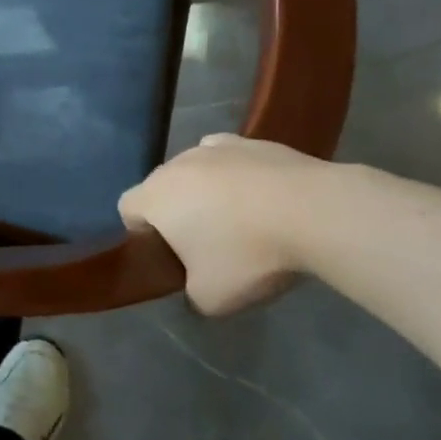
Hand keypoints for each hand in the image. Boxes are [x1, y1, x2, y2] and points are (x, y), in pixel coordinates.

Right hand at [119, 134, 322, 316]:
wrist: (314, 212)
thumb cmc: (248, 254)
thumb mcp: (211, 298)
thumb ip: (190, 293)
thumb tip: (196, 285)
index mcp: (155, 197)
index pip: (126, 208)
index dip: (140, 233)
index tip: (168, 255)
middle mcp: (176, 164)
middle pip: (162, 187)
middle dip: (176, 212)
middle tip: (206, 244)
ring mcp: (215, 147)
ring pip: (196, 170)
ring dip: (207, 191)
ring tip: (241, 221)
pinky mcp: (253, 141)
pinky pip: (230, 159)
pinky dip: (238, 175)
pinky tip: (263, 198)